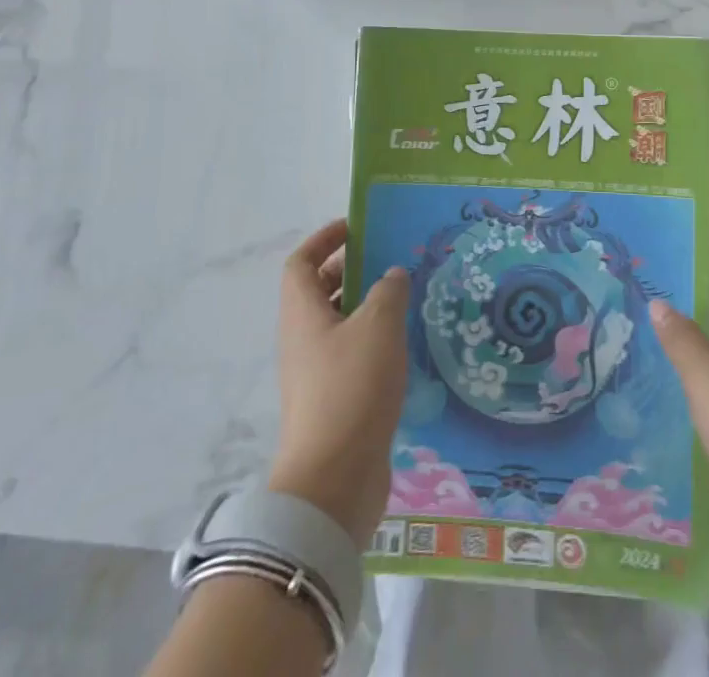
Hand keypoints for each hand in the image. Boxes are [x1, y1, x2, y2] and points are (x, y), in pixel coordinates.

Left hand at [266, 219, 409, 542]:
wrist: (334, 481)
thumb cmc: (351, 388)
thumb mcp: (378, 326)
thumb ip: (389, 290)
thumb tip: (392, 275)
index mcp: (302, 314)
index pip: (301, 263)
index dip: (324, 240)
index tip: (356, 227)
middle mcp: (303, 339)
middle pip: (320, 291)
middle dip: (352, 270)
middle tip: (392, 259)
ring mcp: (316, 373)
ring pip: (340, 324)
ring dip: (368, 305)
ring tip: (408, 297)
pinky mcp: (335, 402)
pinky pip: (352, 355)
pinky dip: (375, 340)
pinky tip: (407, 344)